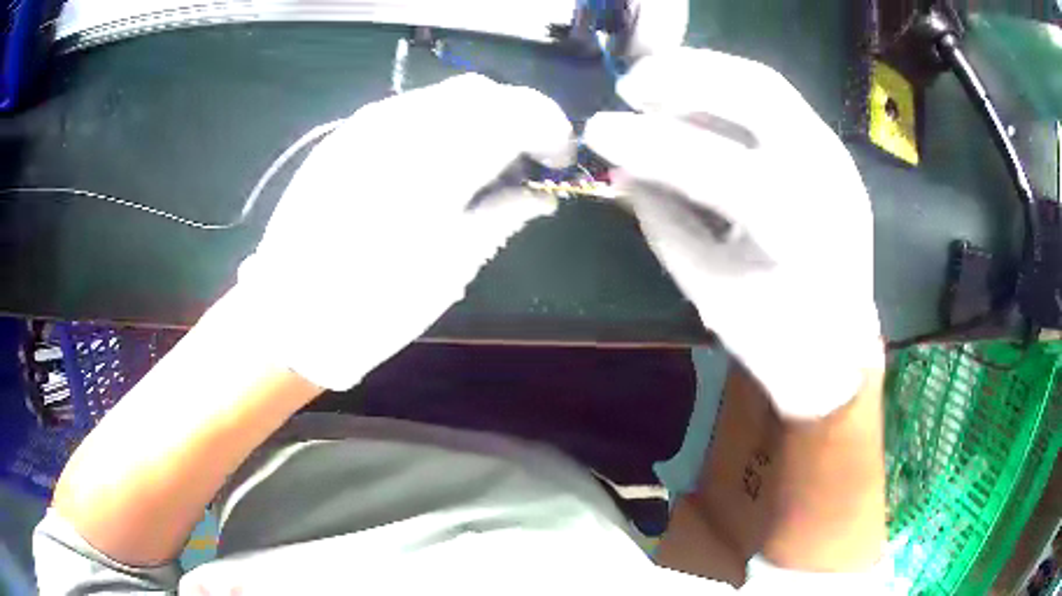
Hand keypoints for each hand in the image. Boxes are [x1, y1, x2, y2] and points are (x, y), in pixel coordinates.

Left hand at [240, 74, 572, 389]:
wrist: (290, 317)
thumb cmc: (376, 305)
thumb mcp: (454, 264)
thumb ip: (504, 213)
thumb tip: (541, 193)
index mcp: (439, 157)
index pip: (518, 110)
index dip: (551, 129)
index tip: (558, 161)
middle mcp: (403, 123)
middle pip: (481, 92)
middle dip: (514, 118)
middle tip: (522, 164)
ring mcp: (366, 125)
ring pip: (442, 97)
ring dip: (476, 120)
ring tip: (479, 166)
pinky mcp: (344, 136)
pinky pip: (407, 111)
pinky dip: (438, 126)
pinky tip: (434, 165)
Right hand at [584, 49, 882, 418]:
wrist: (839, 352)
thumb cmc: (777, 339)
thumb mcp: (711, 292)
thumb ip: (665, 226)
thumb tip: (622, 172)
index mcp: (802, 233)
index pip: (719, 169)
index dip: (651, 144)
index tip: (596, 130)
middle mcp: (829, 181)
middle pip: (757, 93)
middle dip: (685, 77)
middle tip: (629, 86)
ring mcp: (836, 160)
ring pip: (767, 85)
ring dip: (705, 73)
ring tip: (652, 83)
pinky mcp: (831, 153)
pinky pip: (777, 101)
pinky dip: (728, 89)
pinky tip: (693, 99)